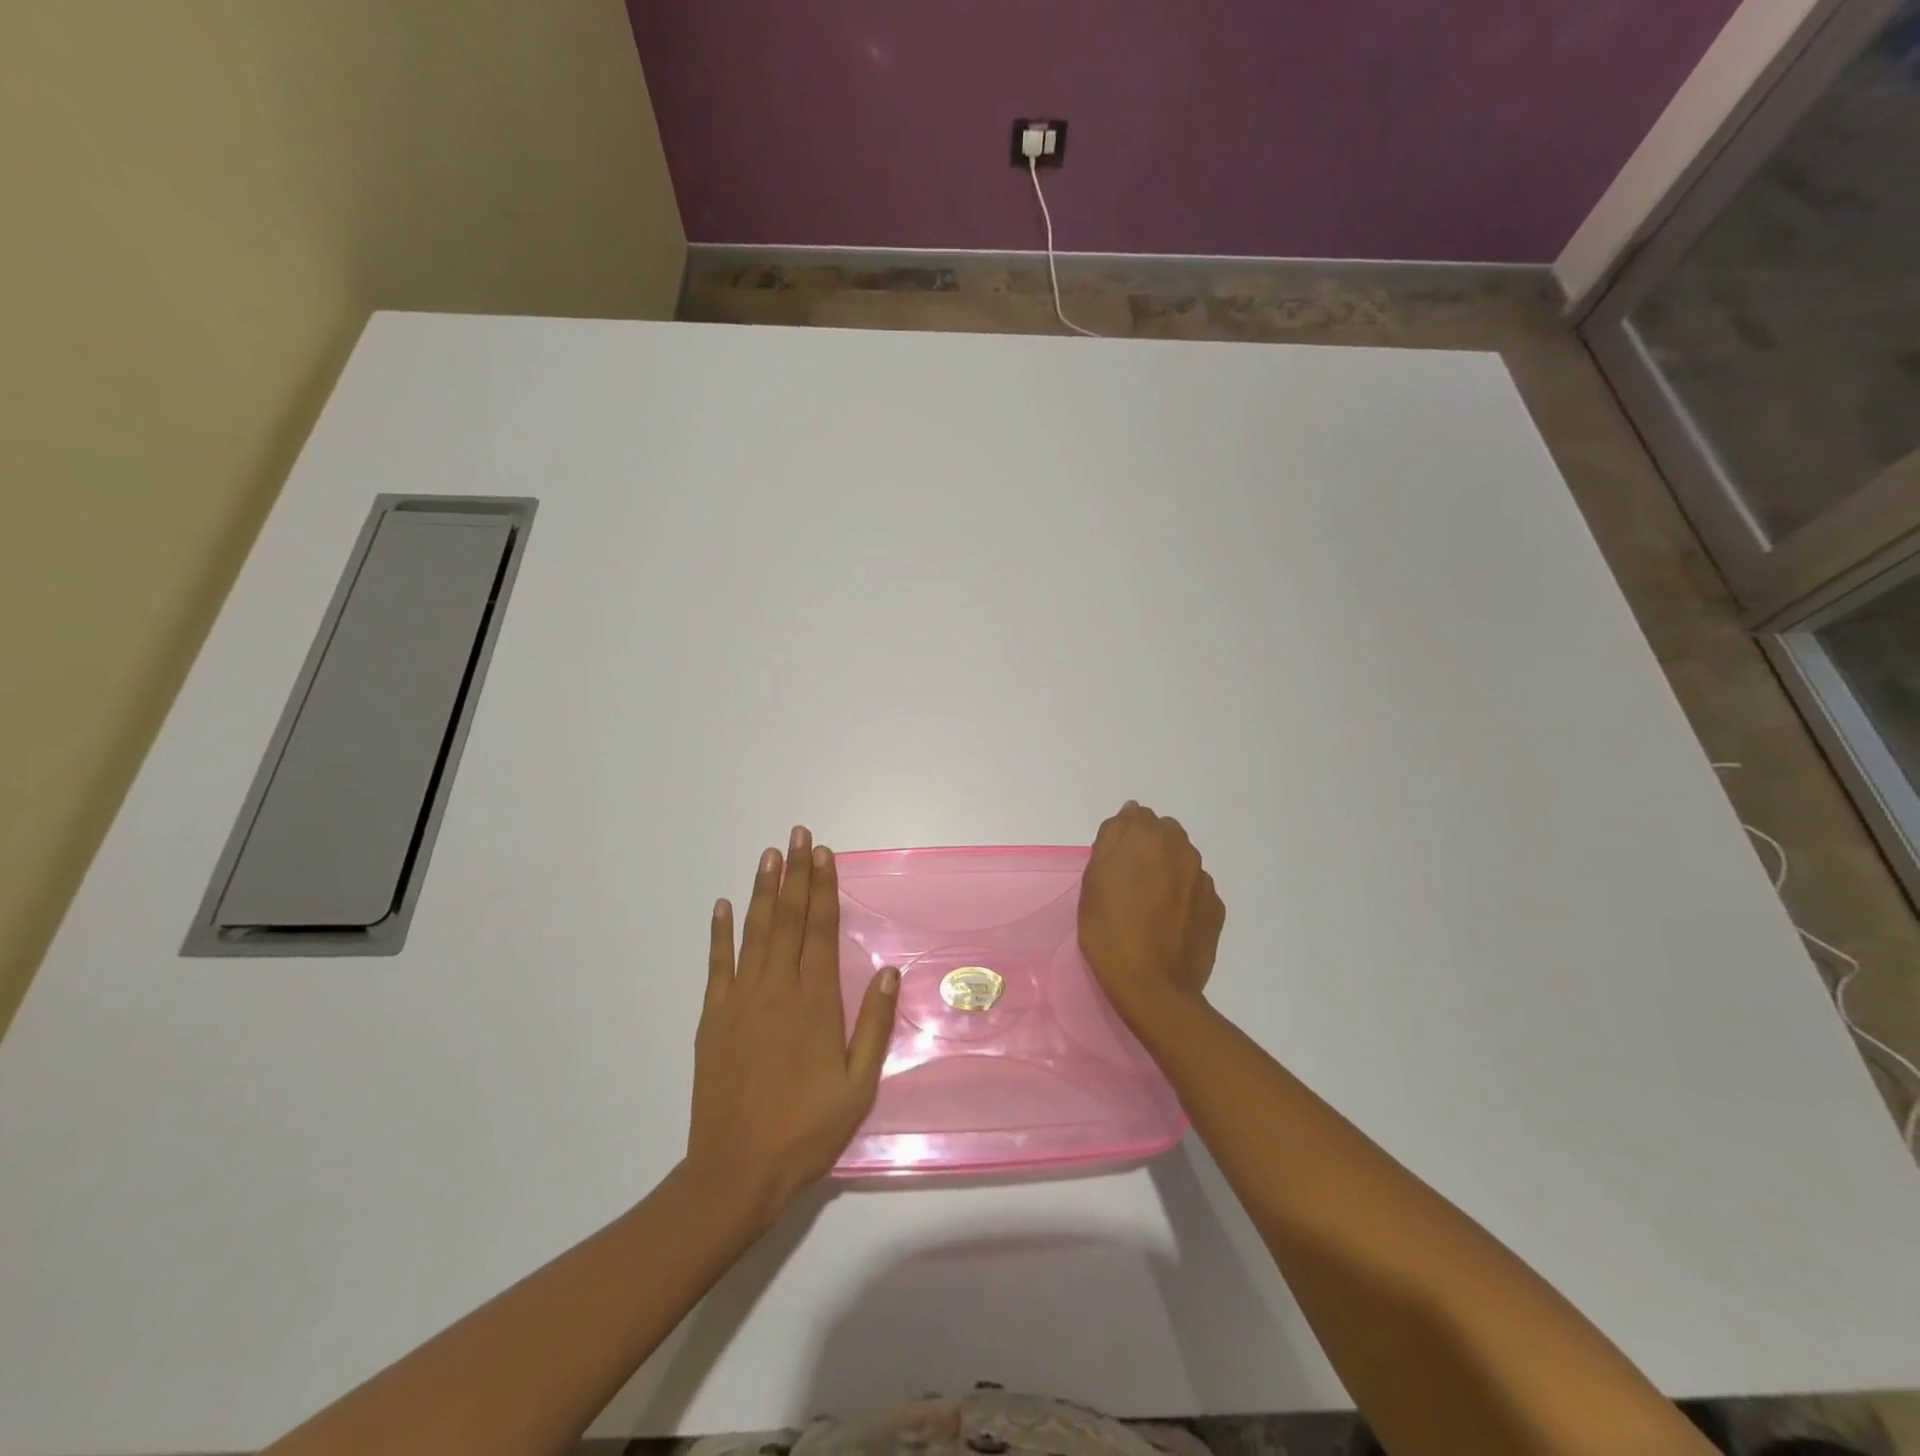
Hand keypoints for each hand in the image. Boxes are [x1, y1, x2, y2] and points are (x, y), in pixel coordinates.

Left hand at [687, 827, 898, 1222]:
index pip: (820, 930)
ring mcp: (741, 1000)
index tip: (824, 854)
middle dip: (796, 873)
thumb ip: (873, 1026)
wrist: (736, 1170)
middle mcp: (778, 989)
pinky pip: (717, 964)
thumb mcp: (858, 1086)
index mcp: (815, 1002)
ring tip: (769, 854)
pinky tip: (723, 905)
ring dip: (763, 890)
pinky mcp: (713, 1017)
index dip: (823, 889)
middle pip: (789, 919)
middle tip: (799, 835)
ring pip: (755, 932)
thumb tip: (887, 972)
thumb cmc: (806, 1130)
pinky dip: (720, 932)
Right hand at [1079, 801, 1225, 1021]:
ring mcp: (1204, 879)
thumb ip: (1112, 839)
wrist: (1152, 986)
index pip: (1136, 816)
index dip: (1123, 838)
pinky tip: (1168, 924)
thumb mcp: (1093, 880)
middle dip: (1148, 849)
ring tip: (1149, 907)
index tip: (1112, 864)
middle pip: (1164, 834)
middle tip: (1129, 883)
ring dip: (1167, 871)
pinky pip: (1195, 889)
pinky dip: (1183, 897)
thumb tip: (1129, 814)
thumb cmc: (1110, 930)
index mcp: (1149, 837)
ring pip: (1182, 861)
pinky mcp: (1216, 907)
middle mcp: (1182, 849)